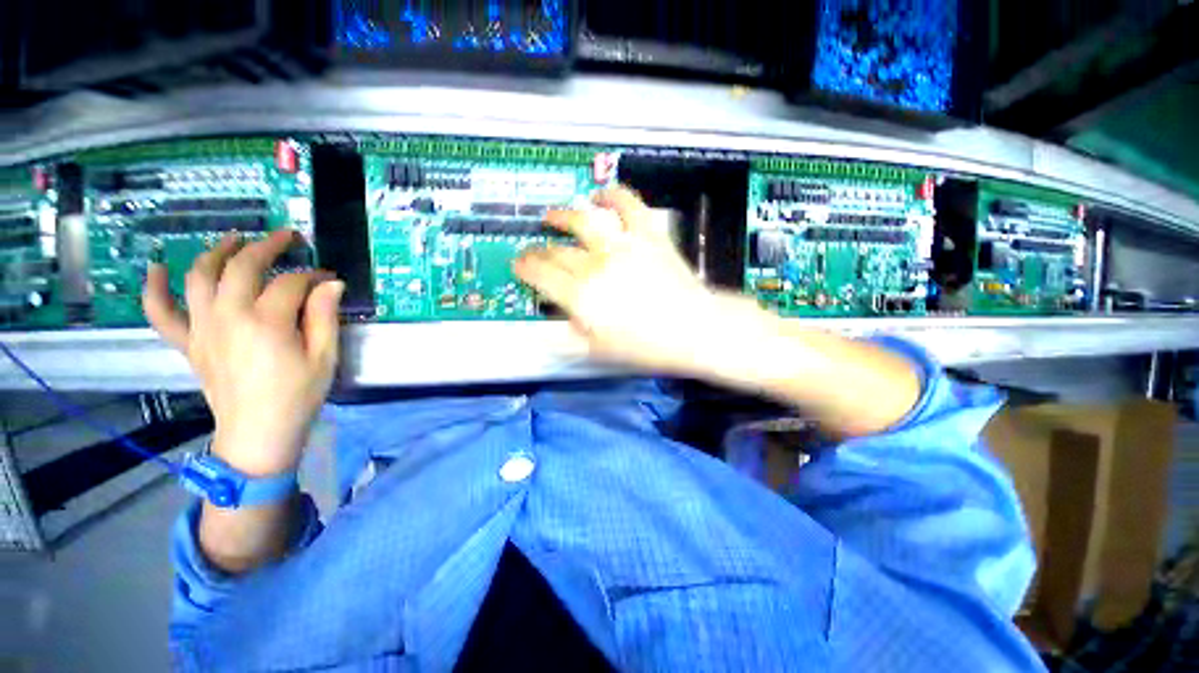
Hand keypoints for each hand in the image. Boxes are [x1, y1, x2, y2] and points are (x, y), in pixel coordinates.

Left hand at [142, 230, 344, 476]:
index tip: (329, 278)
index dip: (313, 275)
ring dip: (216, 251)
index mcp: (267, 322)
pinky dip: (154, 288)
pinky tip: (157, 268)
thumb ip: (325, 316)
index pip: (291, 282)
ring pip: (200, 276)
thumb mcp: (324, 357)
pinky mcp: (189, 342)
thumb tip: (331, 284)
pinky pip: (160, 311)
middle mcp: (228, 316)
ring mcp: (202, 328)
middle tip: (287, 238)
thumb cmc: (299, 395)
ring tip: (234, 239)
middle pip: (242, 266)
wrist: (258, 432)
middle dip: (267, 246)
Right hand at [514, 187, 720, 373]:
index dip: (524, 267)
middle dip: (538, 249)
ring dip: (563, 215)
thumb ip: (571, 333)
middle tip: (533, 250)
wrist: (692, 328)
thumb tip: (555, 320)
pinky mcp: (647, 234)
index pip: (541, 274)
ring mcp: (622, 245)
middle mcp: (595, 265)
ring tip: (552, 215)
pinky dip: (613, 194)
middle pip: (557, 250)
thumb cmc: (646, 346)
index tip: (518, 264)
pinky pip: (628, 205)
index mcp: (581, 295)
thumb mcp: (600, 350)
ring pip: (583, 220)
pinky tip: (601, 195)